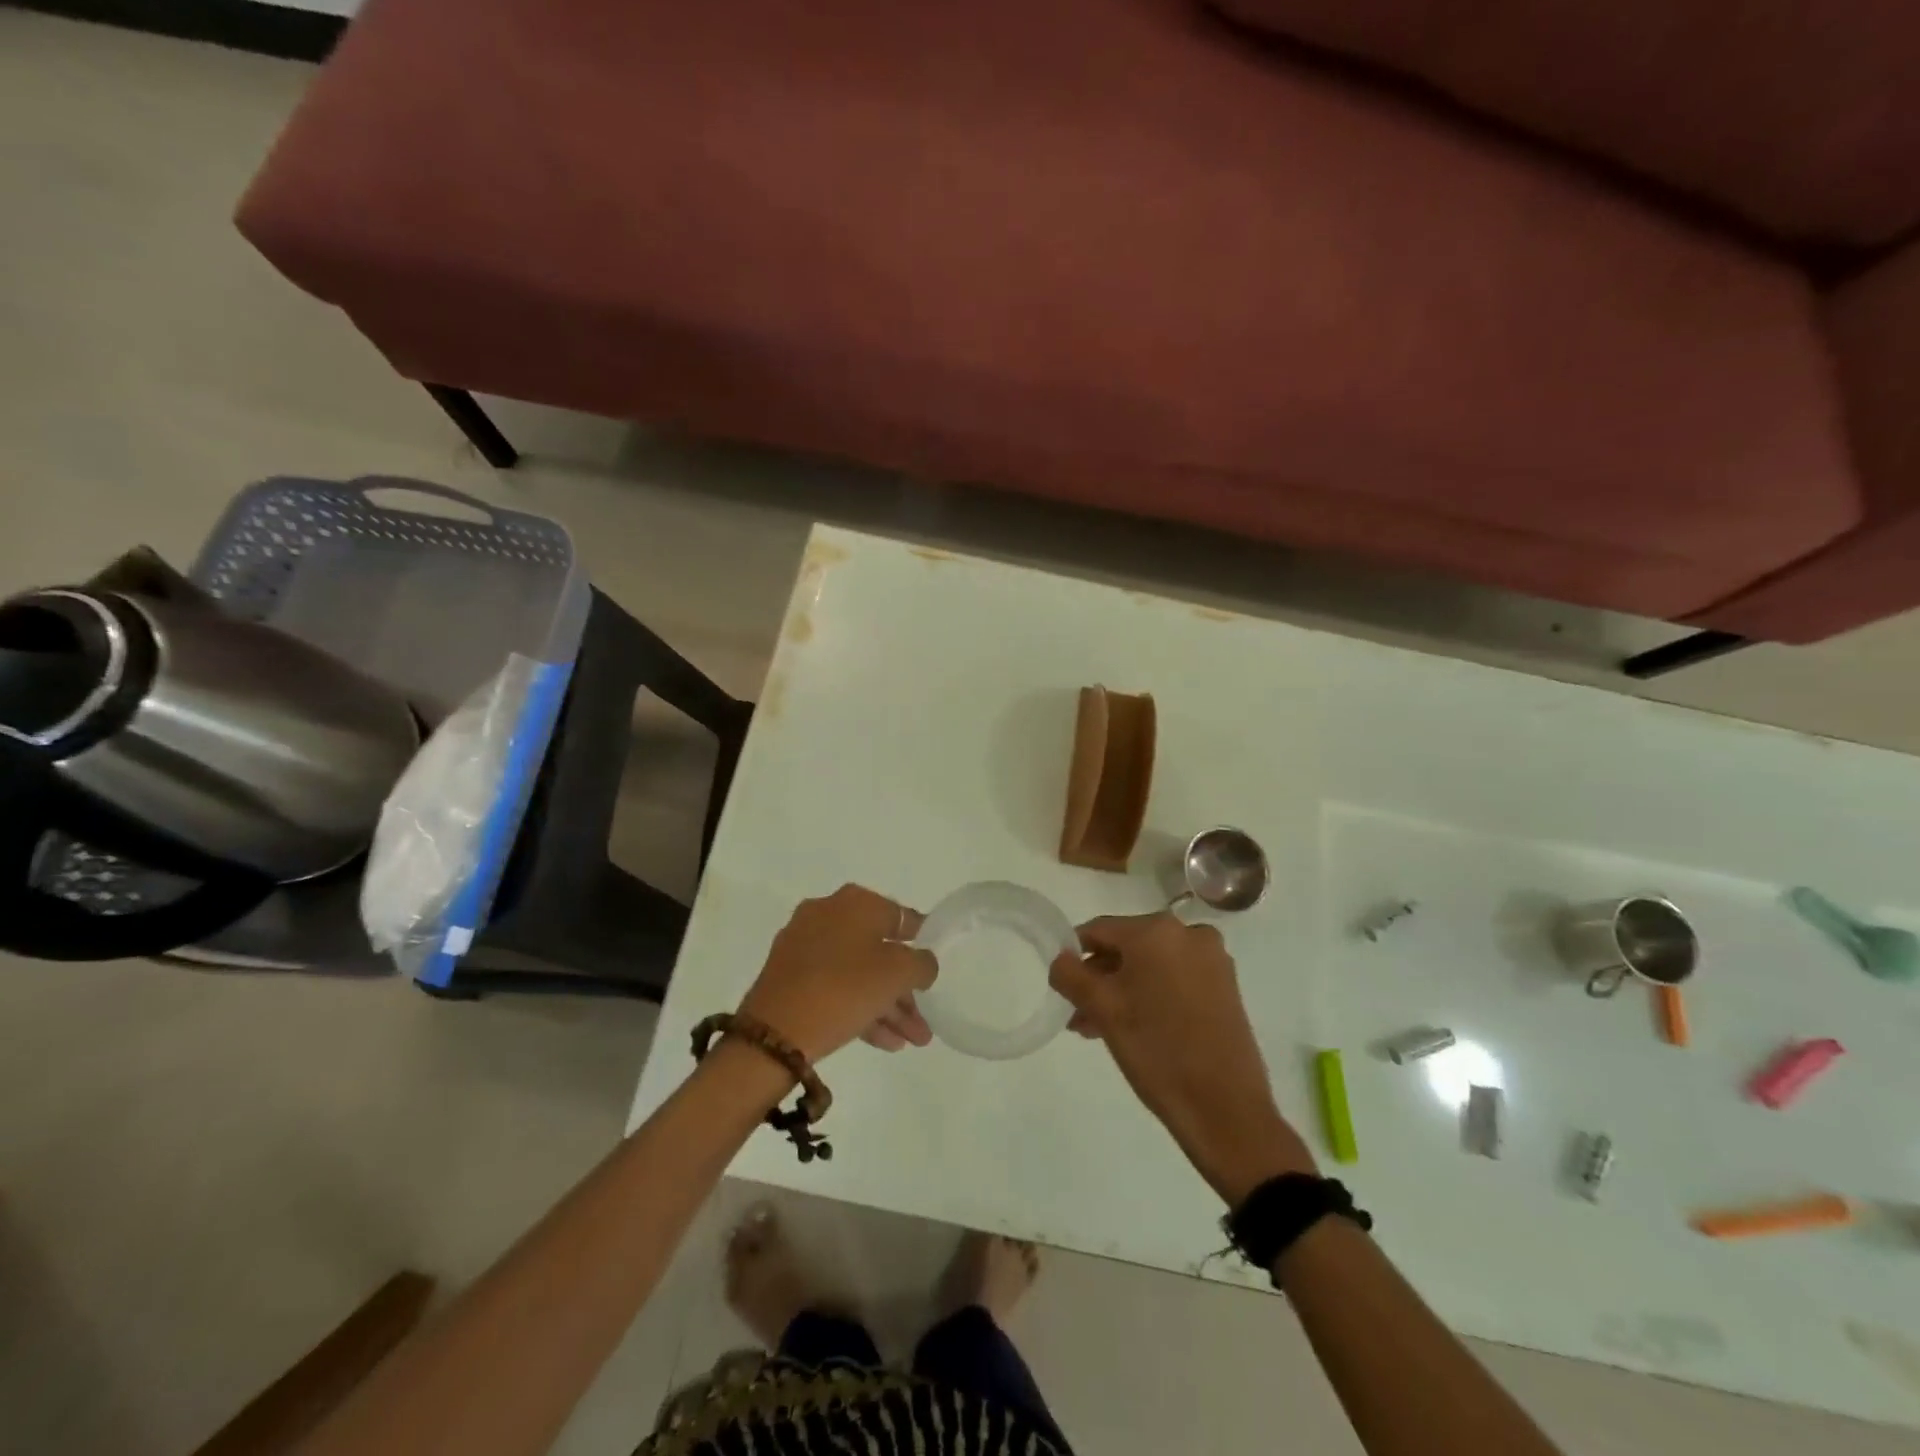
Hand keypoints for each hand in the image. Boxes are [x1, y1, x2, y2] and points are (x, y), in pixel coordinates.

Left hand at [738, 885, 935, 1062]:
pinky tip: (885, 1042)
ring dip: (887, 1005)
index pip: (899, 916)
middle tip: (922, 1021)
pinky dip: (860, 1008)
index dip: (921, 940)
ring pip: (857, 973)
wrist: (775, 1032)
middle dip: (904, 989)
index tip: (933, 964)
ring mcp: (804, 945)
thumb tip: (922, 963)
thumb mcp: (899, 973)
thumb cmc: (845, 988)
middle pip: (878, 950)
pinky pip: (835, 987)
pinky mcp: (788, 976)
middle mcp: (828, 914)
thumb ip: (922, 964)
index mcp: (855, 902)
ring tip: (912, 1041)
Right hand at [1050, 913, 1313, 1204]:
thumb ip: (1070, 975)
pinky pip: (1175, 979)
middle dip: (1100, 978)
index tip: (1063, 987)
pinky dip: (1152, 995)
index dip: (1074, 955)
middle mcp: (1189, 933)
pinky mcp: (1226, 986)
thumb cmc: (1157, 1051)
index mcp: (1157, 930)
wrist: (1226, 1110)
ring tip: (1100, 1029)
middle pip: (1127, 947)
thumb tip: (1061, 959)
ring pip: (1151, 966)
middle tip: (1080, 1015)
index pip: (1099, 930)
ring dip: (1123, 991)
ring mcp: (1212, 960)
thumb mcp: (1102, 1010)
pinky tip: (1136, 1028)